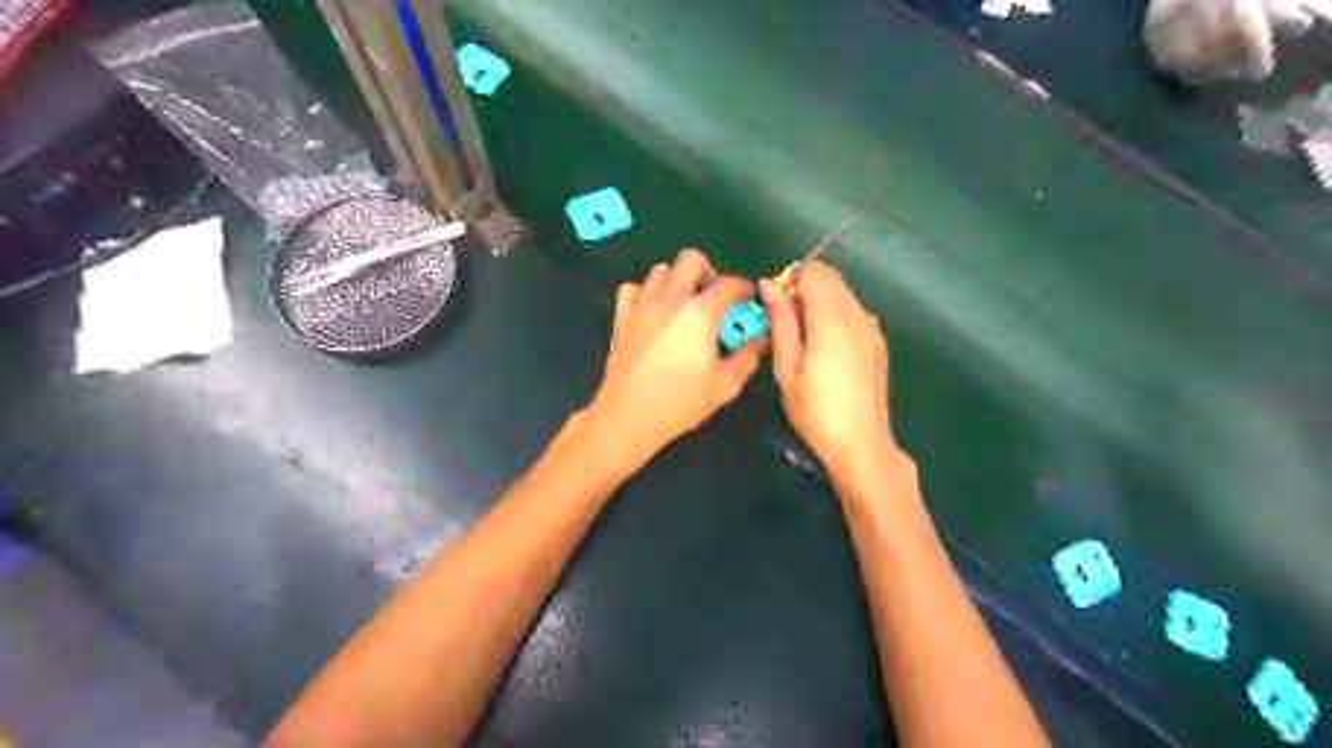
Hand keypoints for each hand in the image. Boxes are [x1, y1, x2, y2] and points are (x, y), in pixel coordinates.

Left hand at [586, 252, 763, 469]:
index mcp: (700, 312)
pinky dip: (645, 293)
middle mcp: (671, 299)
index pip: (729, 284)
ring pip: (661, 270)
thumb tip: (759, 341)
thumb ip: (747, 358)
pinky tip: (653, 311)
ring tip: (684, 304)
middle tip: (713, 296)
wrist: (629, 415)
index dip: (744, 287)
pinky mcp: (622, 317)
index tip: (749, 298)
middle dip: (708, 271)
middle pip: (691, 259)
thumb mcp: (725, 385)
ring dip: (677, 280)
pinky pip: (633, 289)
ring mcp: (643, 305)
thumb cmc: (681, 402)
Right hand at [761, 263, 893, 478]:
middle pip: (830, 278)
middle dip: (804, 289)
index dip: (791, 281)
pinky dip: (834, 315)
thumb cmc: (815, 411)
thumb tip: (769, 285)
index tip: (777, 308)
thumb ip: (781, 322)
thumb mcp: (787, 369)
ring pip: (843, 293)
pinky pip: (853, 311)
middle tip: (786, 324)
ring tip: (803, 340)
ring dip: (819, 302)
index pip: (814, 272)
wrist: (861, 444)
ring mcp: (872, 327)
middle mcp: (858, 315)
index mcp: (833, 320)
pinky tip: (824, 350)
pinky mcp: (877, 341)